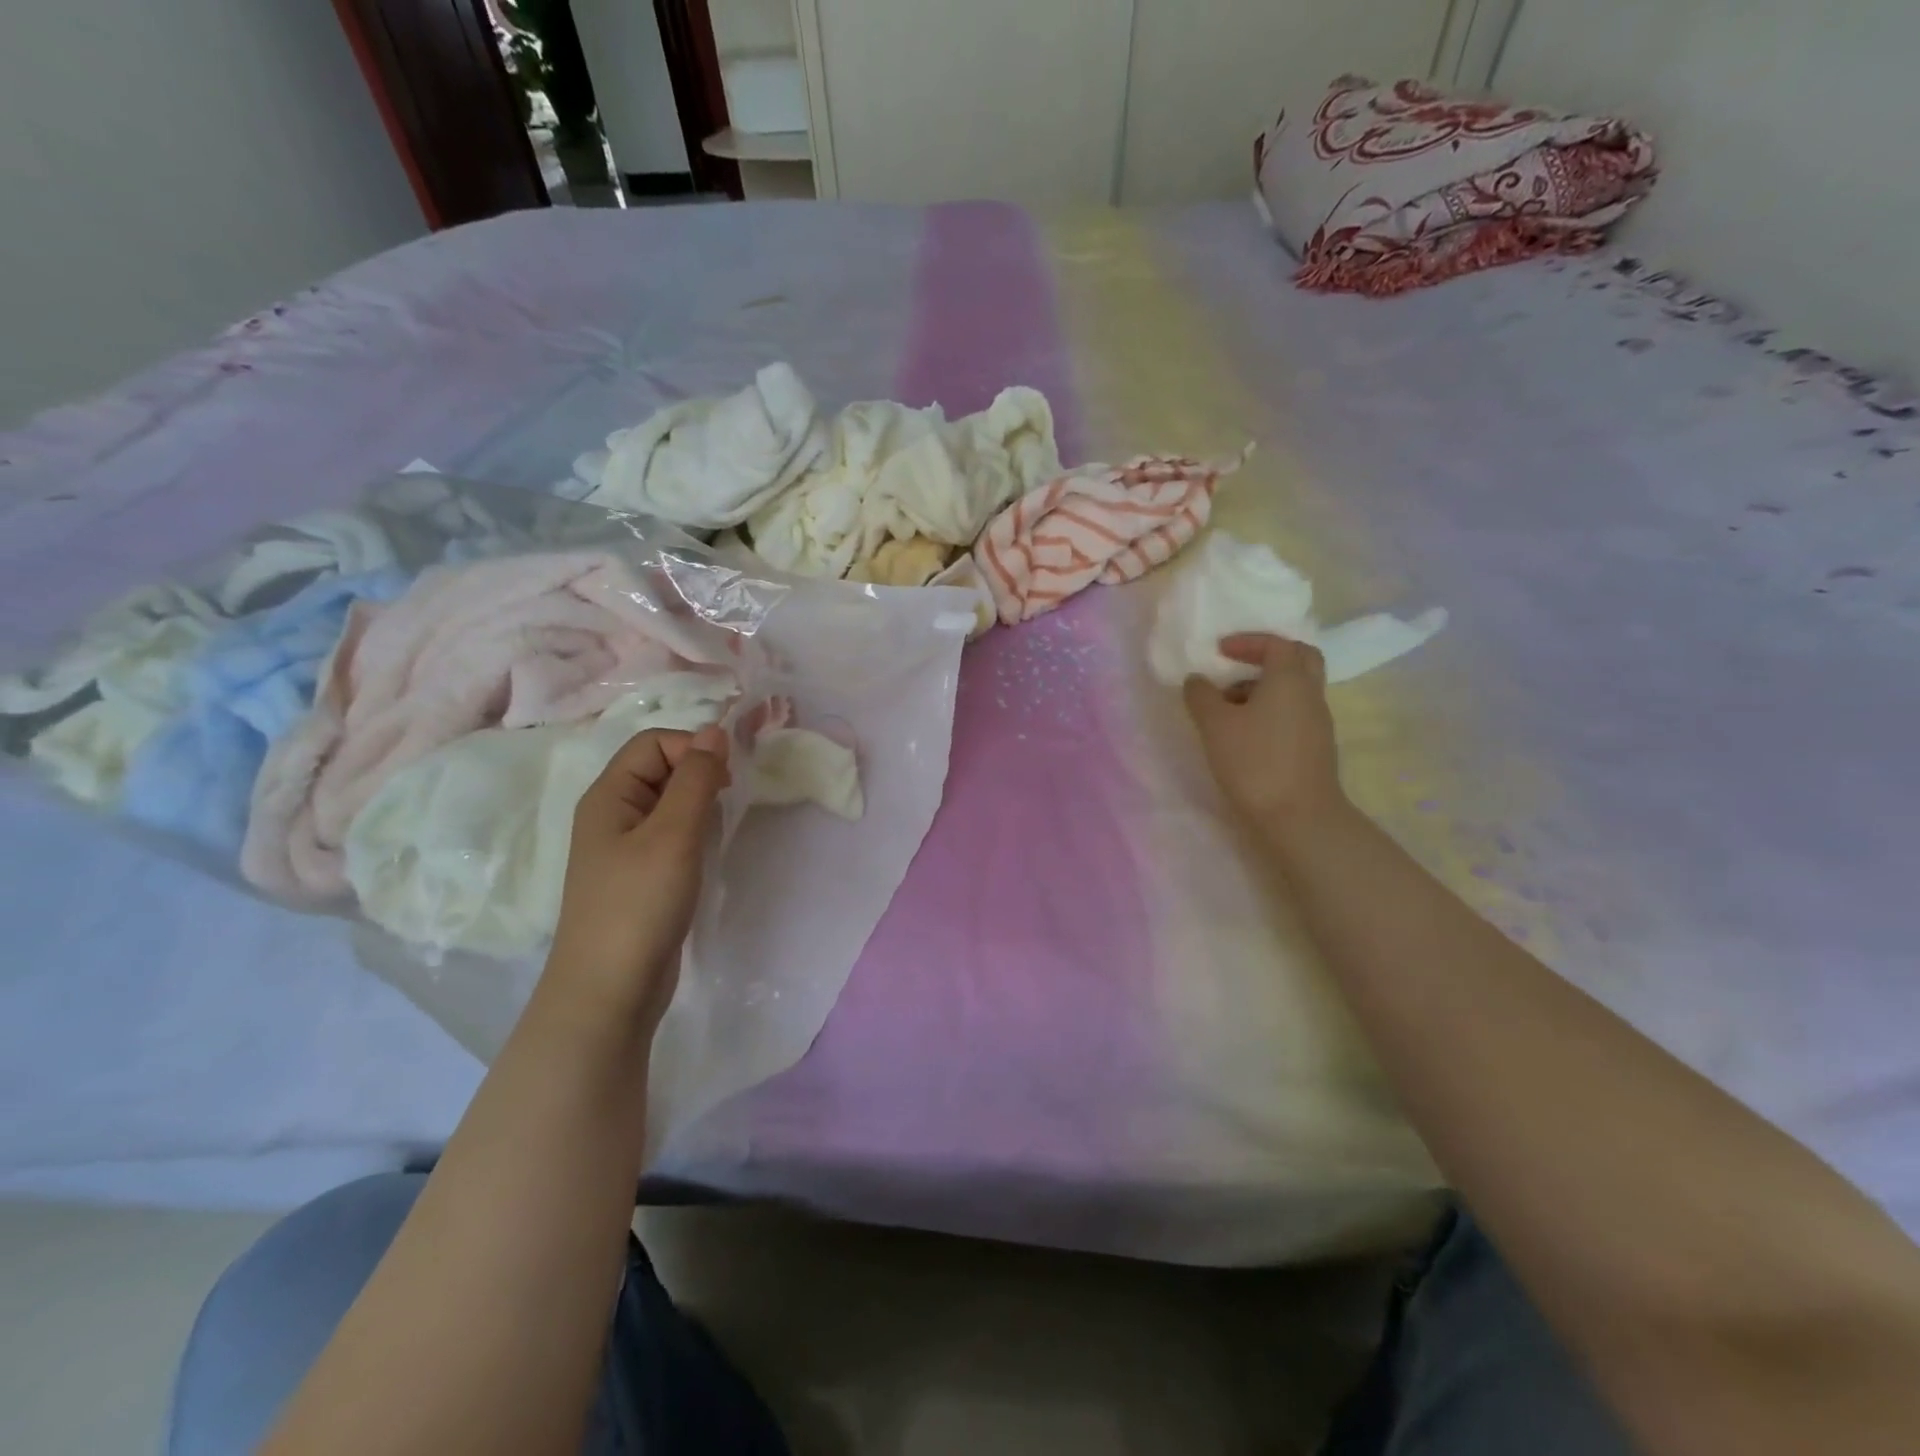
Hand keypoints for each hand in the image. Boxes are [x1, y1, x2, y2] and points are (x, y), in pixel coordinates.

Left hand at [546, 725, 731, 1033]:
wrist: (610, 990)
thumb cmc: (639, 904)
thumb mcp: (673, 834)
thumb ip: (695, 779)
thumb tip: (714, 731)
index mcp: (609, 795)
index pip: (654, 743)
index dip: (692, 749)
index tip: (725, 781)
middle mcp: (612, 813)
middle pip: (659, 768)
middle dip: (698, 775)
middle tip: (726, 805)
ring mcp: (624, 846)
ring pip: (668, 802)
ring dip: (699, 805)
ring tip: (717, 830)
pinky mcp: (640, 875)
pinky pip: (670, 833)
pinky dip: (694, 832)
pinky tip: (706, 853)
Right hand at [1183, 634, 1345, 825]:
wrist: (1299, 817)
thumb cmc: (1255, 762)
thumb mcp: (1215, 725)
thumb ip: (1201, 696)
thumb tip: (1197, 680)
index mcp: (1290, 679)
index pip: (1277, 644)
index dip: (1248, 642)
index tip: (1220, 651)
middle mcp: (1311, 694)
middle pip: (1299, 659)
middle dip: (1267, 658)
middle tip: (1237, 668)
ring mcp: (1318, 722)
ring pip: (1296, 689)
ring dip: (1265, 688)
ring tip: (1229, 708)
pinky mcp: (1316, 748)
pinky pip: (1294, 713)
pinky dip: (1272, 711)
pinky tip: (1246, 735)